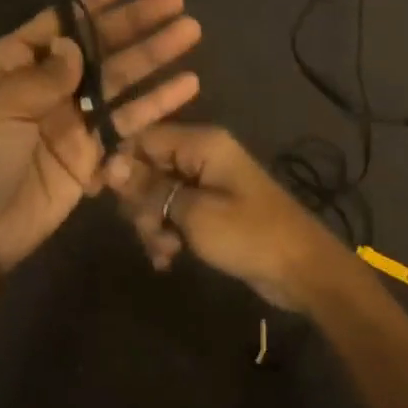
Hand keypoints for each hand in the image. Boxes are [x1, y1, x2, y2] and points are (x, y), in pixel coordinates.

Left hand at [0, 0, 202, 273]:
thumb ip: (42, 74)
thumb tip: (74, 45)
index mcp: (10, 65)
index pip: (56, 25)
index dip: (88, 5)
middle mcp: (44, 85)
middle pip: (97, 47)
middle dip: (135, 24)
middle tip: (174, 2)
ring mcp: (71, 118)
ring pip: (119, 79)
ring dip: (153, 56)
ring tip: (190, 32)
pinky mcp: (92, 151)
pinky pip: (128, 121)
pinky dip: (156, 103)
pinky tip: (187, 84)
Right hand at [104, 124, 352, 310]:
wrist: (302, 269)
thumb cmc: (249, 235)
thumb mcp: (193, 213)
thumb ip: (151, 189)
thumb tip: (110, 165)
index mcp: (201, 142)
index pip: (143, 138)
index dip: (121, 165)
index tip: (104, 197)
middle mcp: (202, 154)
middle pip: (148, 167)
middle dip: (141, 203)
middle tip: (149, 233)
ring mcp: (207, 181)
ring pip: (159, 193)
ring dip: (154, 224)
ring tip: (165, 253)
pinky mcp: (212, 206)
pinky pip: (176, 211)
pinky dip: (168, 232)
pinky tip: (169, 259)